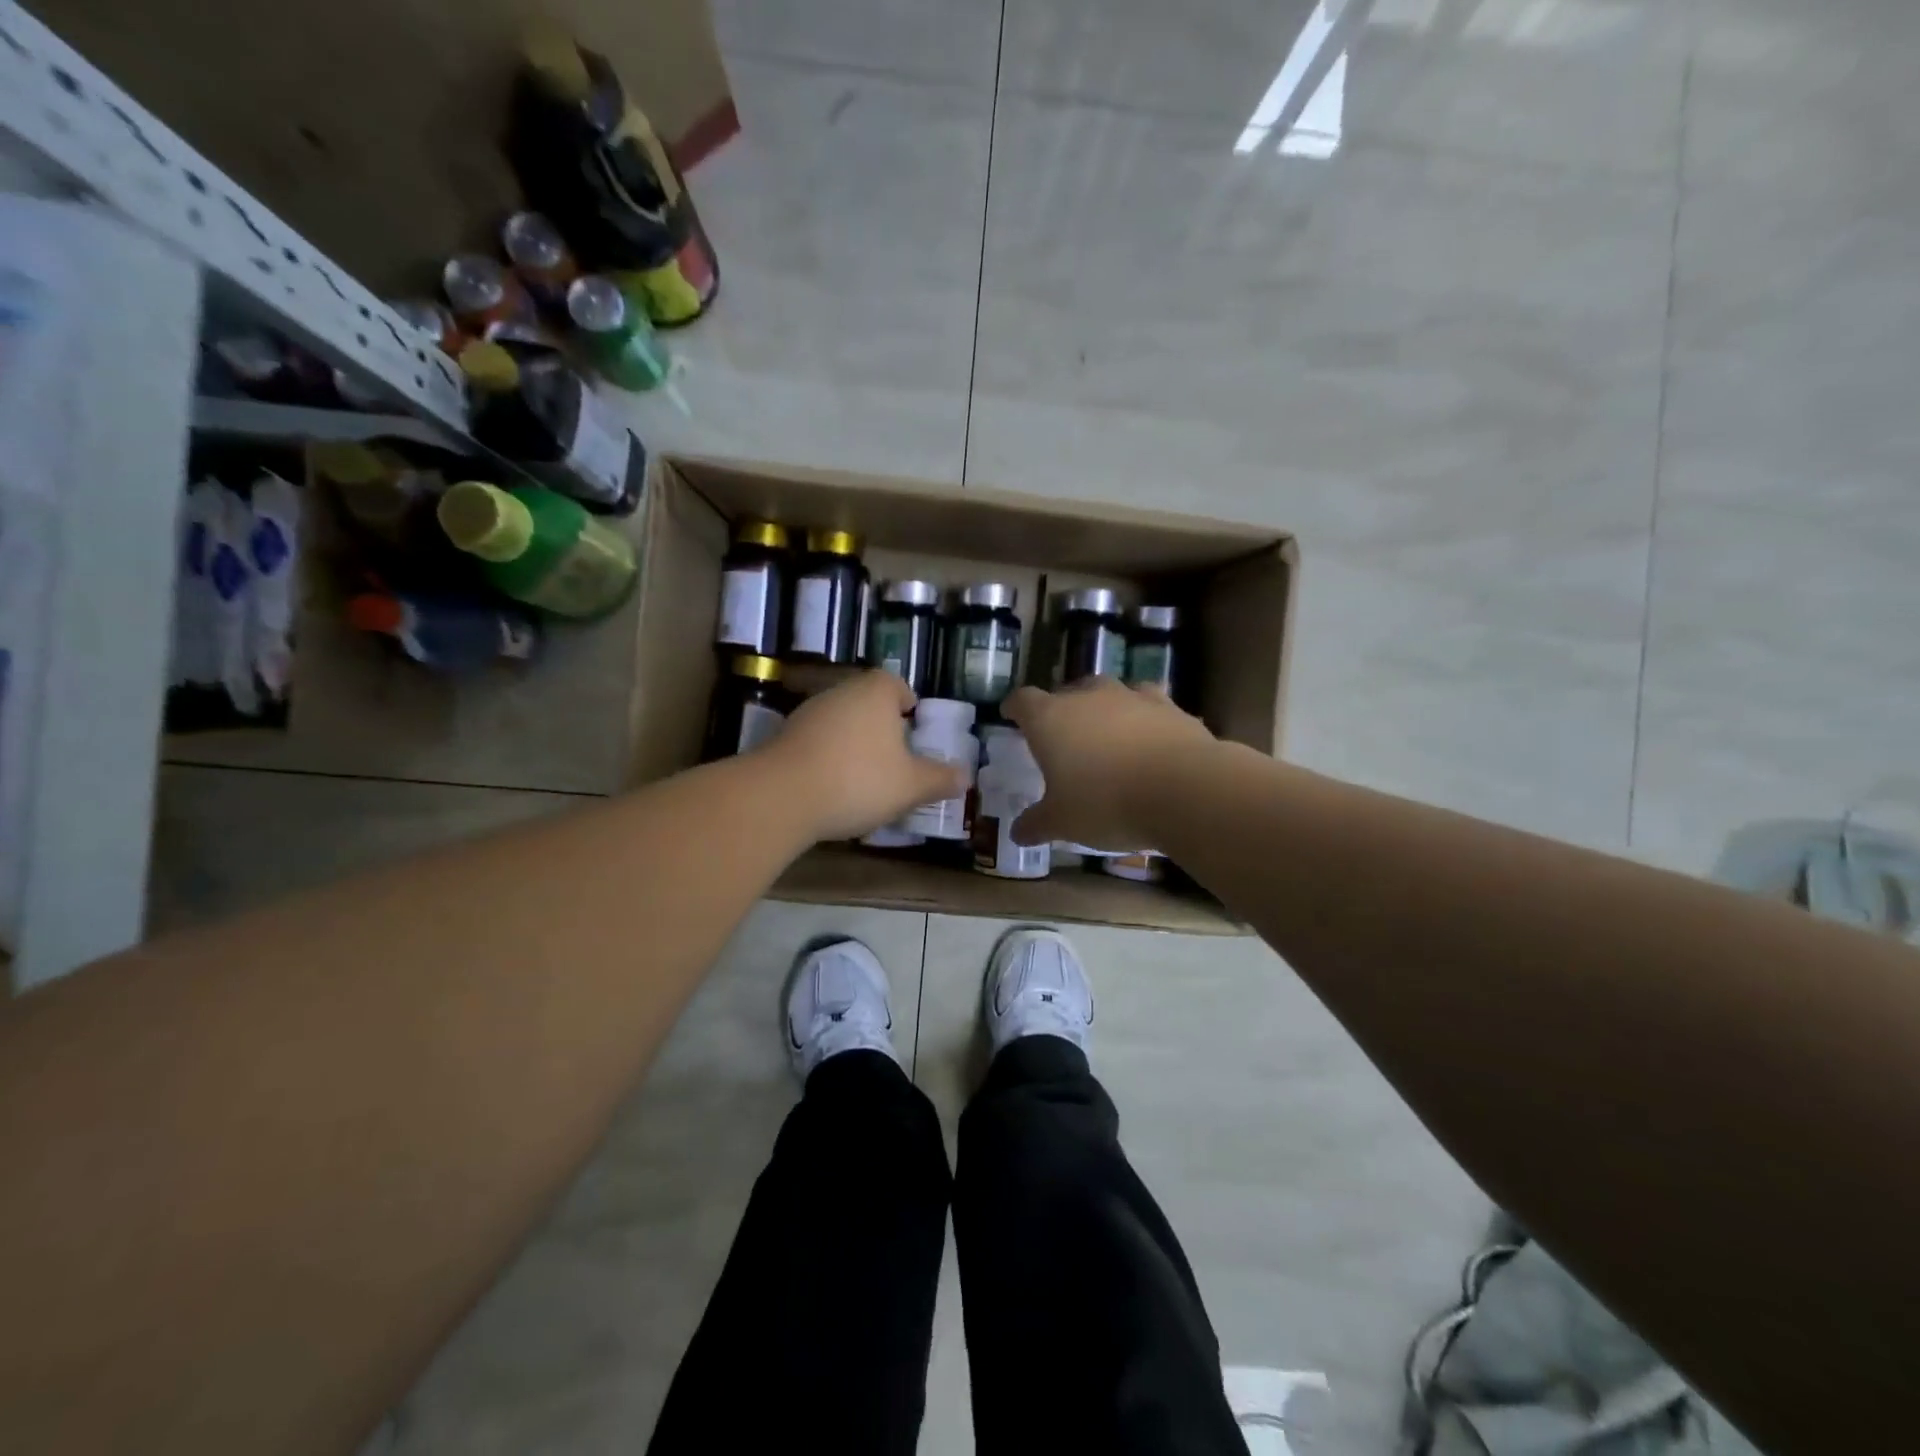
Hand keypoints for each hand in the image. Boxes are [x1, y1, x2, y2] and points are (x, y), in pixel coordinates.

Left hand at [763, 671, 966, 841]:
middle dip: (882, 729)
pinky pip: (817, 743)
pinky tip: (833, 789)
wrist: (782, 796)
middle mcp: (841, 692)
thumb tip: (966, 776)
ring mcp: (808, 712)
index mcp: (875, 692)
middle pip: (868, 704)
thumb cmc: (858, 780)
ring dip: (853, 745)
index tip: (915, 733)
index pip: (897, 686)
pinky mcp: (783, 736)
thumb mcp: (911, 785)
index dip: (909, 707)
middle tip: (897, 761)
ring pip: (841, 724)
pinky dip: (828, 759)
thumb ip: (940, 779)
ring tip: (866, 780)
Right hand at [1001, 678, 1215, 849]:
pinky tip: (1148, 738)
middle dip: (1061, 709)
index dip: (1015, 707)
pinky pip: (1148, 705)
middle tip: (1062, 735)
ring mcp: (1130, 697)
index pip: (1023, 701)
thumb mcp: (1062, 822)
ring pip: (1109, 693)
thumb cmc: (1105, 803)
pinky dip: (1143, 718)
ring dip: (1103, 709)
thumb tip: (1017, 833)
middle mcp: (1088, 697)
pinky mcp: (1169, 706)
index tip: (1011, 714)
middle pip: (1066, 692)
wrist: (1183, 789)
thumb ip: (1037, 823)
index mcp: (1050, 719)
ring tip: (1106, 733)